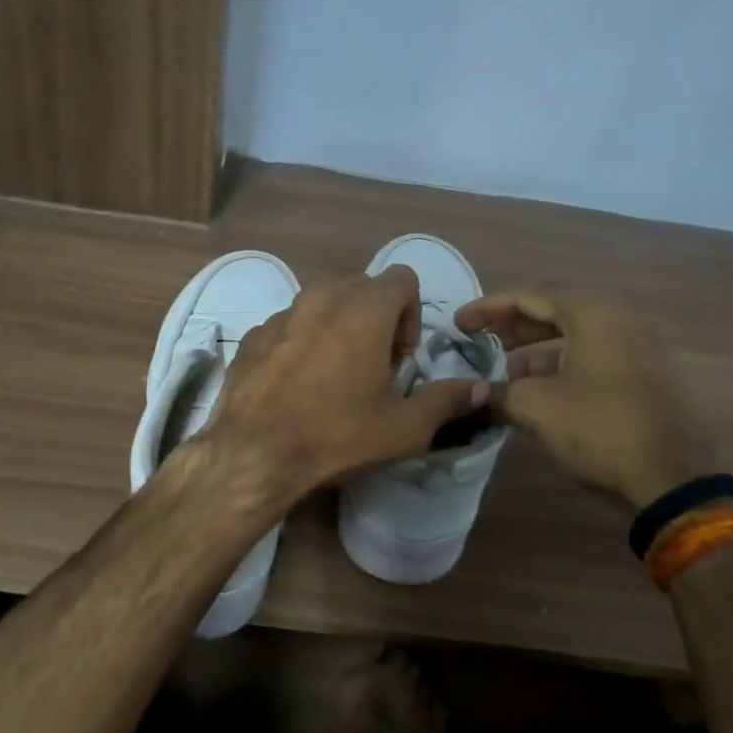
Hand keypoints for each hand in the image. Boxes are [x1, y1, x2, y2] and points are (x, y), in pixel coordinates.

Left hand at [198, 266, 488, 501]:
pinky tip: (295, 386)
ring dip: (337, 329)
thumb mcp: (404, 427)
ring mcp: (281, 314)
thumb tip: (480, 388)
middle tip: (373, 367)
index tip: (401, 358)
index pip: (403, 279)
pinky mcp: (252, 336)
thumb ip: (447, 400)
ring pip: (321, 305)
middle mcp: (321, 298)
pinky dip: (300, 344)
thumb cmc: (338, 434)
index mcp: (364, 309)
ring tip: (333, 378)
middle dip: (376, 319)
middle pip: (362, 289)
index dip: (412, 314)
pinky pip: (288, 327)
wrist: (253, 453)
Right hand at [455, 287, 714, 508]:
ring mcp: (641, 347)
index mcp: (594, 314)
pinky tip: (541, 390)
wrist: (675, 480)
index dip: (489, 308)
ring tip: (506, 372)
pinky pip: (596, 354)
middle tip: (481, 342)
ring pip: (577, 334)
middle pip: (556, 309)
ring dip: (537, 347)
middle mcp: (621, 319)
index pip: (531, 296)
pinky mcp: (649, 374)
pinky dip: (563, 363)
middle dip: (514, 325)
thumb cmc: (600, 429)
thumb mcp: (536, 408)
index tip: (460, 324)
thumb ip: (498, 392)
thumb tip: (474, 394)